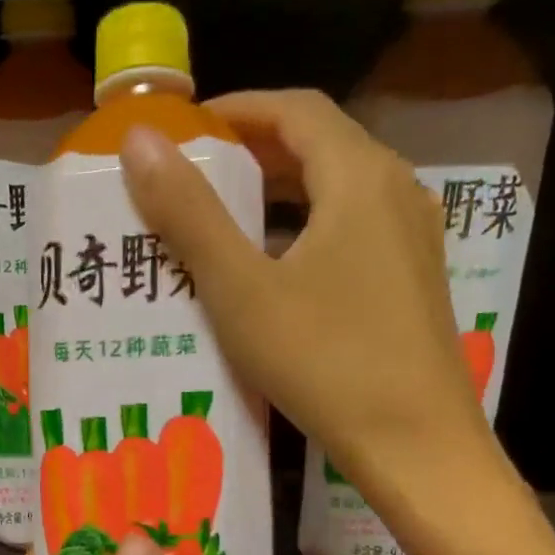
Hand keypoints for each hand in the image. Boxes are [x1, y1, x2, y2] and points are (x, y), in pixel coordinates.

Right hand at [118, 88, 496, 518]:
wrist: (415, 444)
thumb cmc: (323, 361)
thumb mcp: (241, 289)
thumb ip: (189, 213)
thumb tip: (139, 140)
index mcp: (359, 176)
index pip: (293, 110)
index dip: (235, 110)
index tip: (184, 131)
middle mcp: (396, 192)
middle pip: (318, 145)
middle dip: (252, 152)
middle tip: (192, 177)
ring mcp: (412, 238)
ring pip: (336, 191)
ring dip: (278, 194)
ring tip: (222, 220)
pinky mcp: (413, 280)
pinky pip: (351, 230)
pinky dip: (304, 230)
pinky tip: (272, 272)